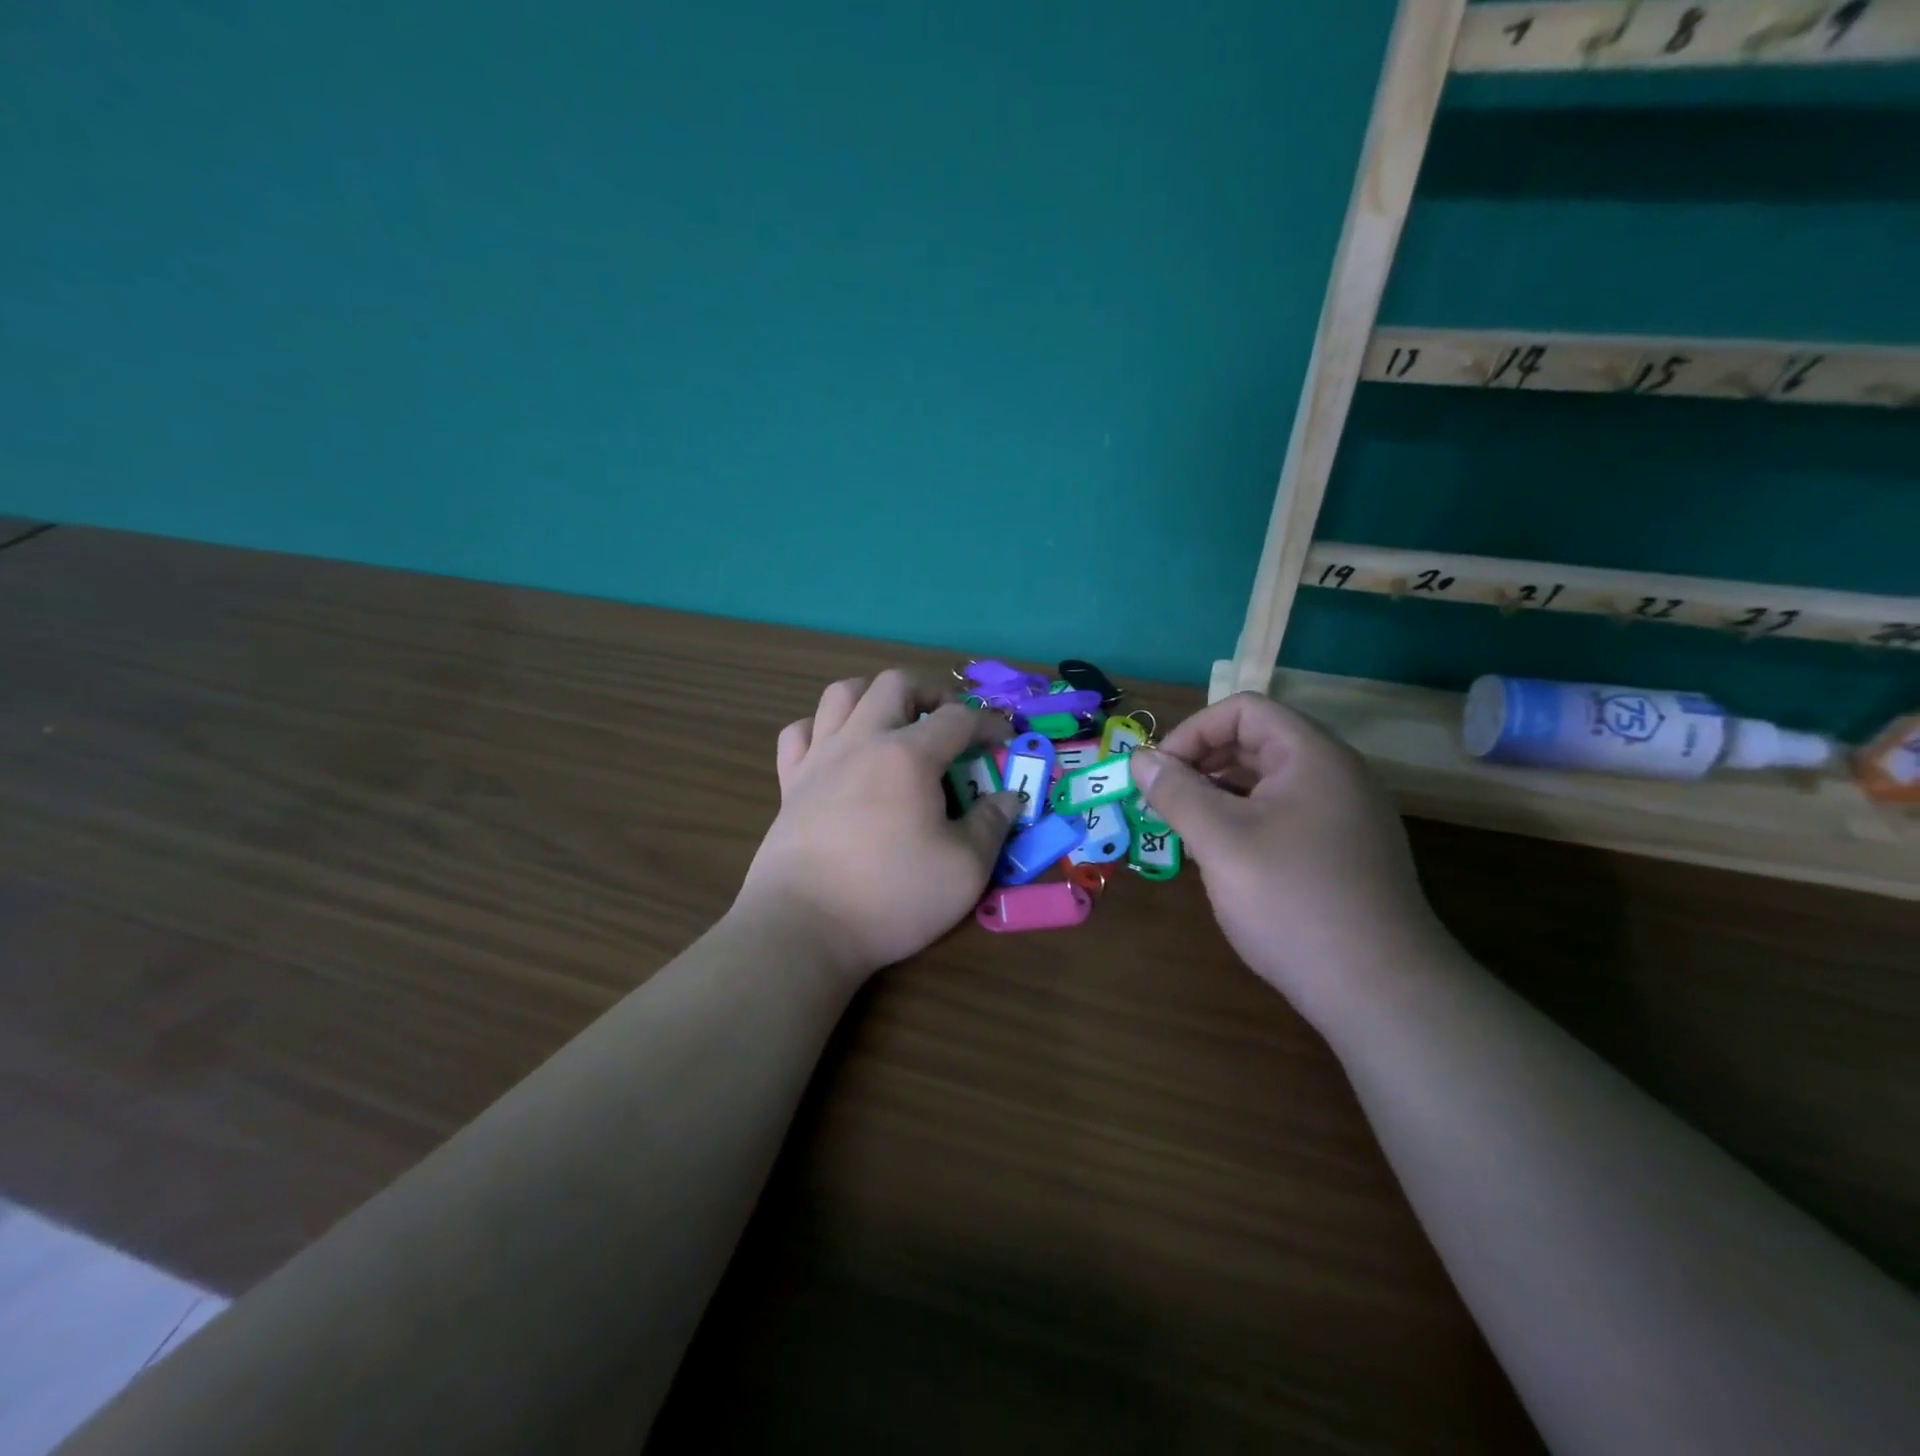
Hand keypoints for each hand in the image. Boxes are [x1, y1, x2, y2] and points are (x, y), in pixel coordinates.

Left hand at [736, 669, 1022, 978]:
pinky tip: (837, 750)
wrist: (803, 927)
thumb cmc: (891, 897)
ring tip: (894, 722)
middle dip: (930, 690)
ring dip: (874, 696)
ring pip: (841, 694)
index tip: (1004, 741)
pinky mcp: (789, 783)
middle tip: (948, 720)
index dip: (989, 723)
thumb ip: (992, 825)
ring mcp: (819, 758)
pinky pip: (799, 732)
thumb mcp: (965, 869)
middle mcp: (861, 741)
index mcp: (908, 755)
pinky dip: (821, 728)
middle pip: (895, 683)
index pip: (958, 717)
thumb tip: (1007, 798)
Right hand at [1129, 693, 1450, 1025]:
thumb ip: (1176, 792)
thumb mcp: (1221, 841)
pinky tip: (1224, 859)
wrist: (1381, 992)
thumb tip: (1140, 759)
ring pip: (1269, 783)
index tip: (1159, 774)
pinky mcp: (1345, 852)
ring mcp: (1345, 816)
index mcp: (1312, 756)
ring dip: (1220, 795)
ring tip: (1187, 830)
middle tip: (1164, 802)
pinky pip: (1286, 815)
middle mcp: (1336, 775)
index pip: (1244, 711)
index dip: (1193, 732)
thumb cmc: (1292, 900)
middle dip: (1202, 764)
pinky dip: (1246, 822)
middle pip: (1257, 743)